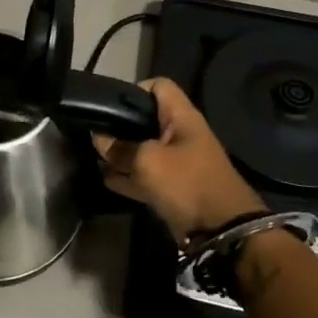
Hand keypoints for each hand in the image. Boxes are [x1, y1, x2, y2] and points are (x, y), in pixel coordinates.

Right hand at [92, 78, 264, 242]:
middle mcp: (180, 134)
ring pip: (143, 149)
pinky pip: (146, 176)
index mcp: (181, 117)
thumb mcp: (148, 161)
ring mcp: (177, 162)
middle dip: (120, 126)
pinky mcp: (174, 187)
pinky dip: (128, 177)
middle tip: (95, 132)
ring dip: (121, 154)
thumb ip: (120, 148)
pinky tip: (105, 179)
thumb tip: (99, 138)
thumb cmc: (187, 183)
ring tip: (94, 156)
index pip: (158, 86)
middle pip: (146, 120)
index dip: (134, 90)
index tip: (110, 104)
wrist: (222, 231)